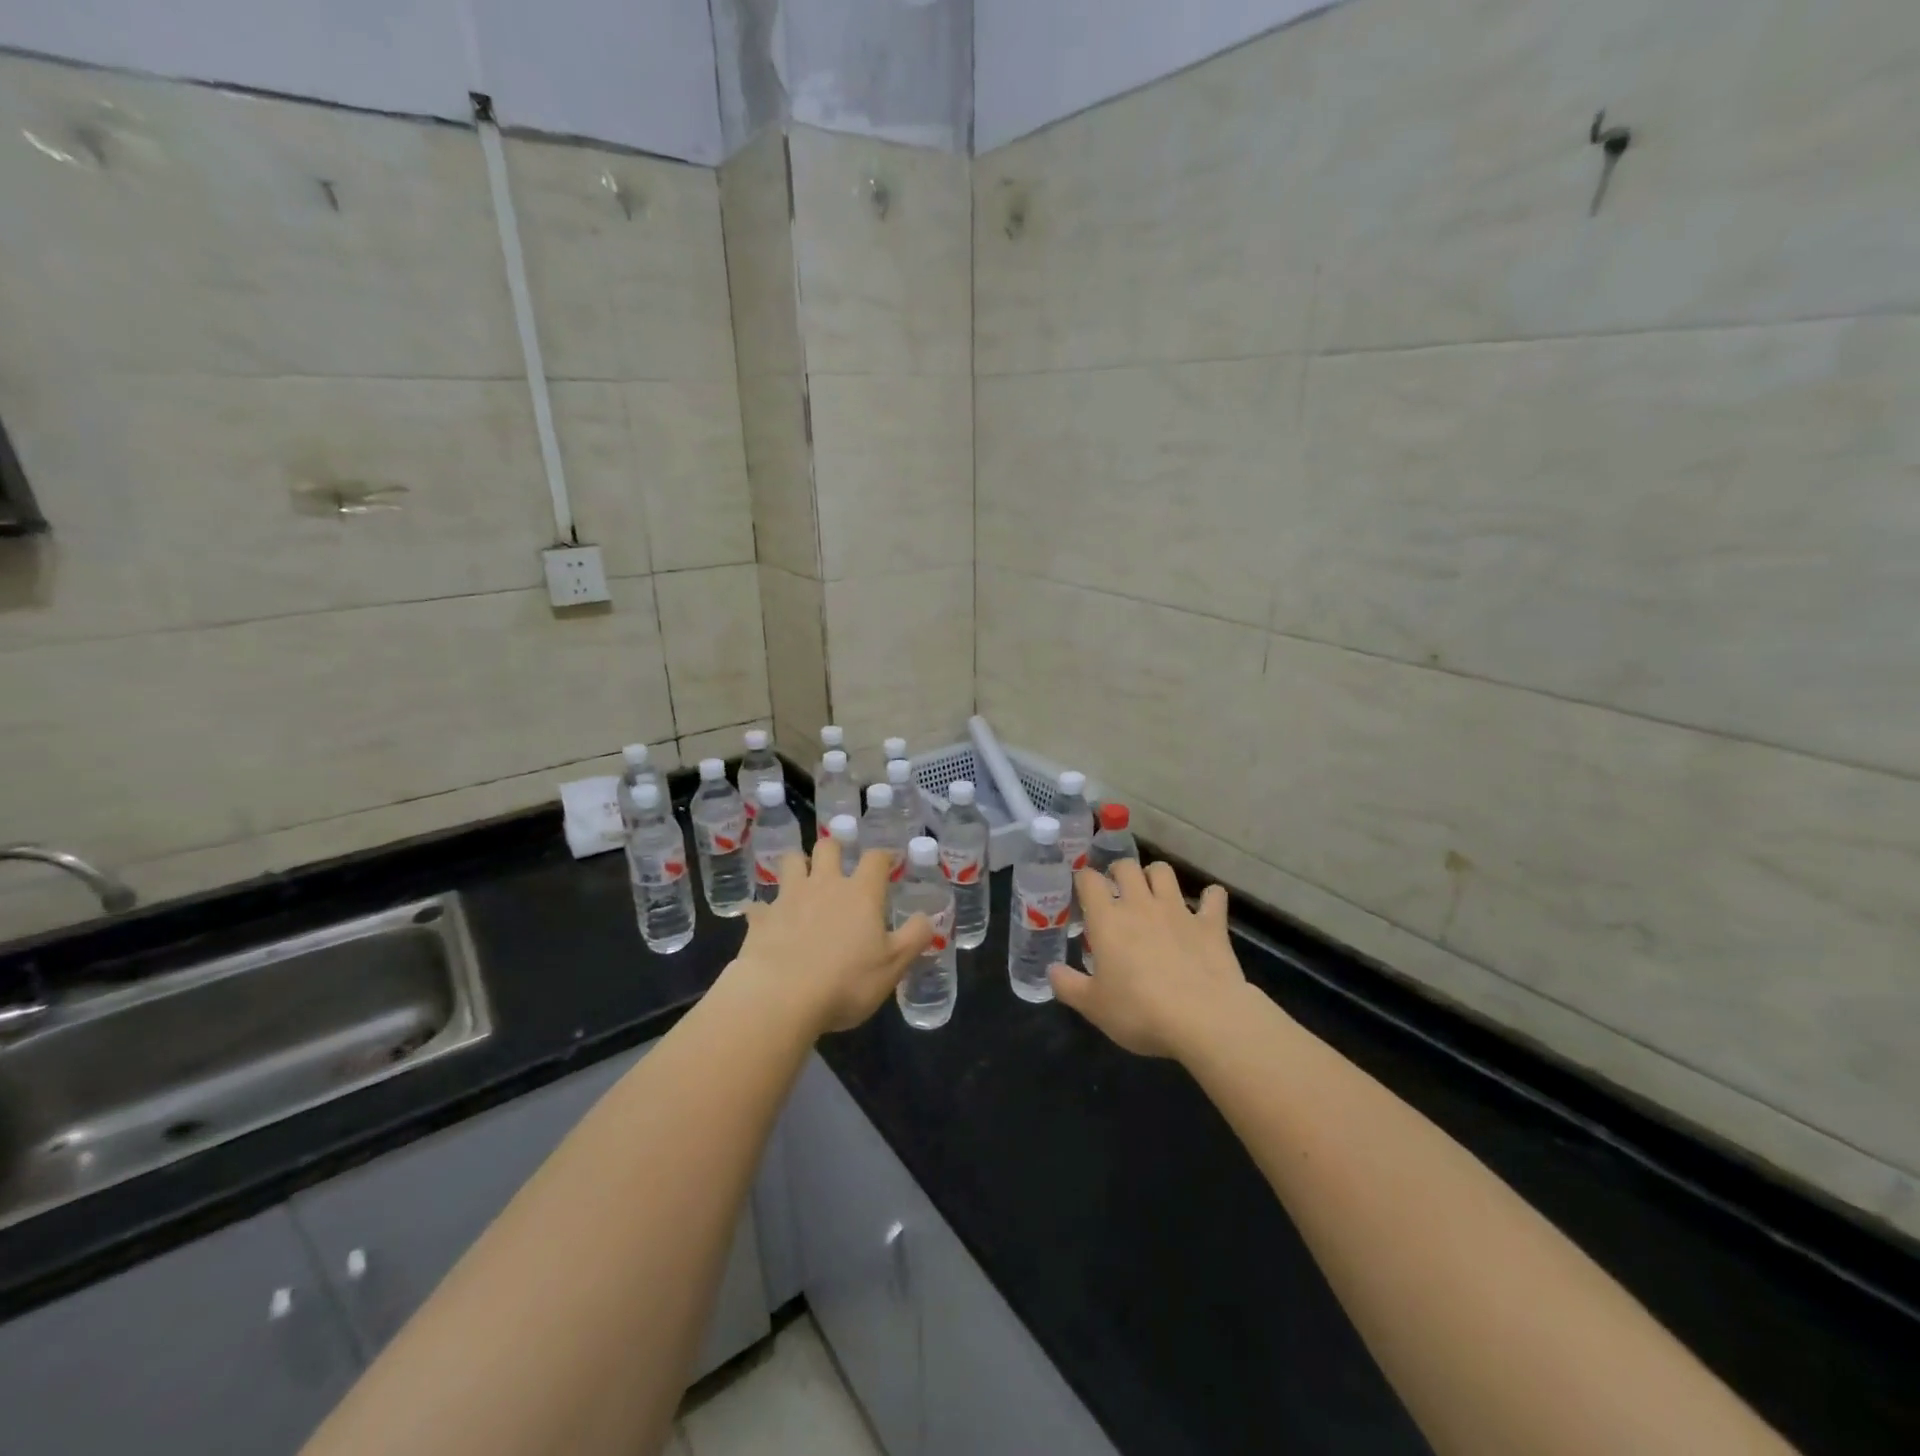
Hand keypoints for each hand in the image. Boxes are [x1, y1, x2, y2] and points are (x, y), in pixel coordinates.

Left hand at [730, 836, 933, 1036]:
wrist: (780, 997)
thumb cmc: (846, 982)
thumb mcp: (893, 966)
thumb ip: (914, 938)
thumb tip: (927, 917)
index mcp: (861, 893)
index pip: (876, 858)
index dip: (884, 856)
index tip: (889, 862)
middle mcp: (825, 884)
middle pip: (828, 847)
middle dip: (835, 849)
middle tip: (840, 864)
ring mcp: (789, 898)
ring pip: (791, 862)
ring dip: (798, 865)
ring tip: (803, 880)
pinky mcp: (761, 918)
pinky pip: (760, 905)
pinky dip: (766, 911)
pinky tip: (768, 922)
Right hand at [1050, 861, 1247, 1058]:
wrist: (1203, 1019)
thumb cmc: (1139, 1012)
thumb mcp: (1093, 1006)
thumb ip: (1068, 985)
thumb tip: (1051, 970)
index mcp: (1107, 919)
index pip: (1089, 879)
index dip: (1083, 880)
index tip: (1082, 892)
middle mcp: (1140, 905)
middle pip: (1126, 866)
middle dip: (1119, 872)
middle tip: (1117, 891)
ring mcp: (1178, 910)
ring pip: (1164, 871)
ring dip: (1156, 876)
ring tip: (1154, 893)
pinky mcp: (1211, 924)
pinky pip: (1213, 897)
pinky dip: (1209, 898)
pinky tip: (1206, 907)